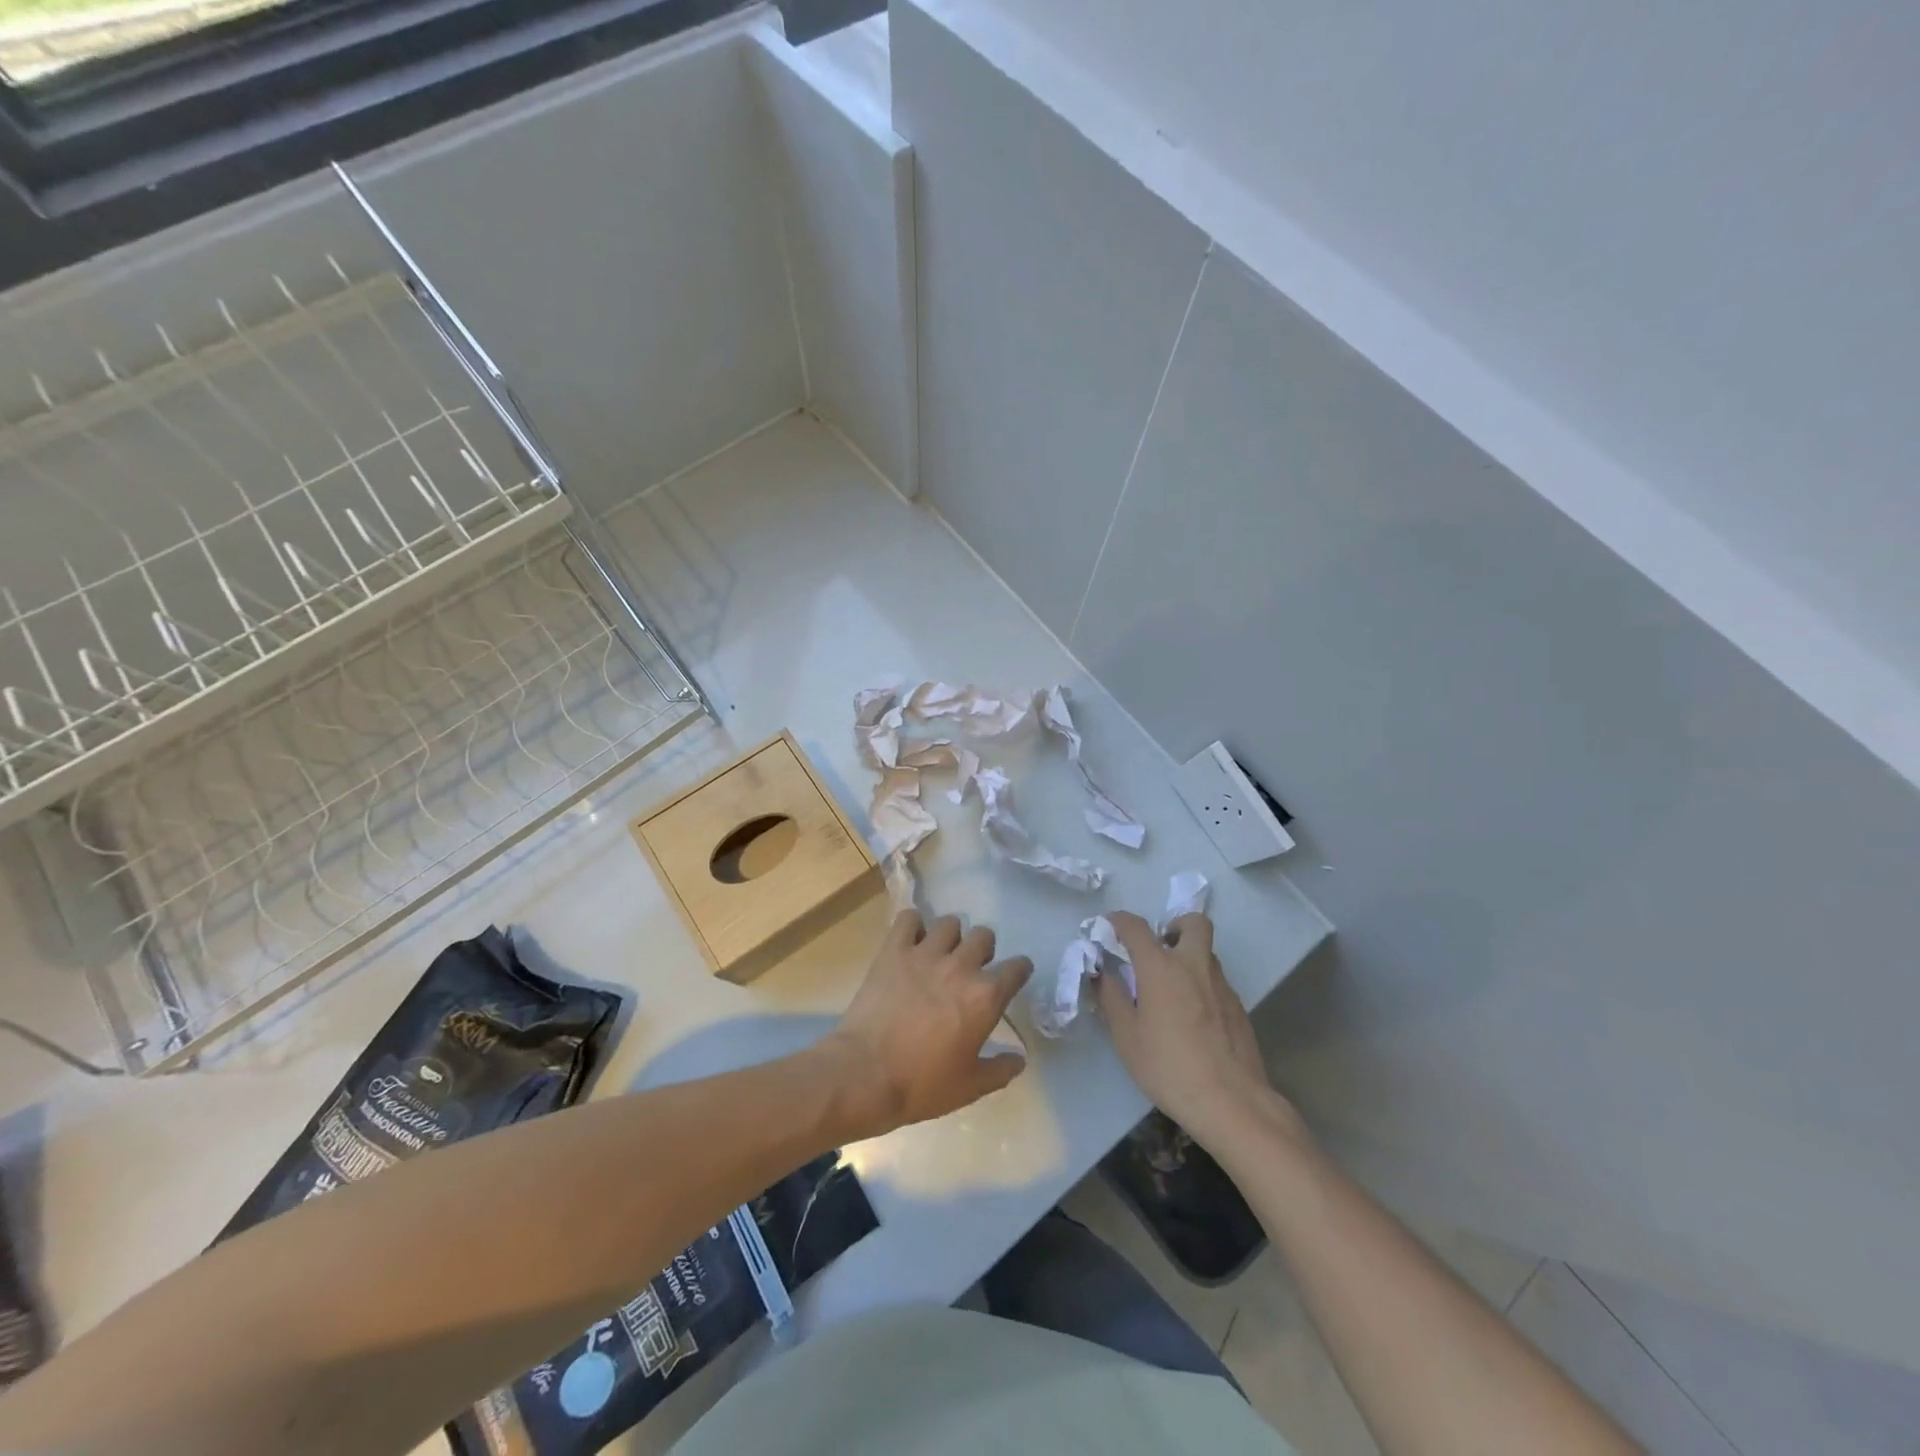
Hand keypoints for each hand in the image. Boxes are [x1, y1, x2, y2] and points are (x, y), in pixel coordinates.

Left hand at [822, 910, 1032, 1138]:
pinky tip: (910, 943)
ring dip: (950, 937)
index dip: (1019, 971)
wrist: (866, 1074)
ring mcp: (925, 954)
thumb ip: (1000, 1070)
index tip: (1012, 978)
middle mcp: (961, 966)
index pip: (1018, 967)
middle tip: (970, 969)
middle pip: (984, 936)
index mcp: (986, 996)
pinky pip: (908, 918)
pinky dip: (912, 926)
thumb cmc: (922, 1084)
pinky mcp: (894, 950)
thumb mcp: (970, 1087)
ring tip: (940, 954)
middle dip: (982, 950)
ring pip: (949, 923)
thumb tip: (1019, 1059)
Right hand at [1097, 911, 1291, 1149]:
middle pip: (1193, 923)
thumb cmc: (1169, 1067)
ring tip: (1171, 990)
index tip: (1109, 926)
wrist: (1232, 1102)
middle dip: (1174, 925)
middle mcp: (1194, 965)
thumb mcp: (1127, 1037)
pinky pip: (1217, 981)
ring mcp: (1222, 985)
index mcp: (1161, 967)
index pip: (1136, 927)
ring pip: (1206, 953)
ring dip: (1188, 957)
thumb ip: (1112, 998)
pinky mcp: (1239, 1007)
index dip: (1119, 920)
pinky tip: (1193, 1019)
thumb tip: (1103, 973)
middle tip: (1159, 948)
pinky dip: (1202, 985)